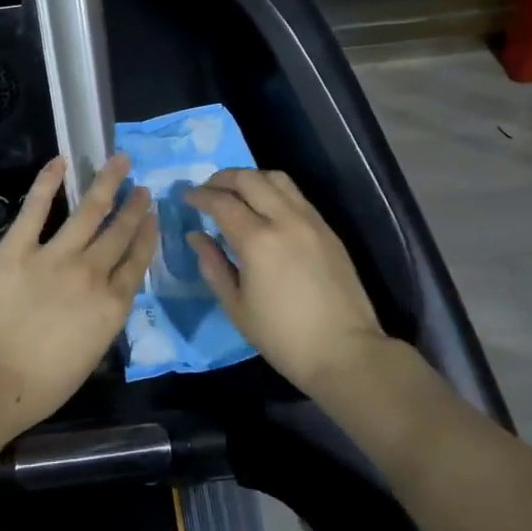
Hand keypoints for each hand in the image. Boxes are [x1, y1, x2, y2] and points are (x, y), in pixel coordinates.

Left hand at [0, 154, 157, 433]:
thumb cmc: (41, 386)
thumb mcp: (89, 357)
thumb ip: (101, 321)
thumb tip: (102, 300)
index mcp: (112, 306)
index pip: (137, 262)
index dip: (147, 236)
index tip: (152, 217)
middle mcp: (92, 273)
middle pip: (119, 232)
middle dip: (134, 207)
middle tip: (142, 187)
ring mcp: (56, 255)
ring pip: (90, 211)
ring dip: (107, 184)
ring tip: (119, 162)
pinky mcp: (19, 247)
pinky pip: (37, 207)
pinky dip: (49, 181)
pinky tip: (60, 161)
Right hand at [184, 168, 390, 396]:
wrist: (345, 352)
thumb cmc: (283, 337)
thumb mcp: (237, 307)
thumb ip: (213, 266)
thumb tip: (197, 236)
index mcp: (258, 240)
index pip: (222, 202)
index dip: (199, 196)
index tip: (186, 197)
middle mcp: (285, 220)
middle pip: (249, 179)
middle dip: (222, 178)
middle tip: (207, 190)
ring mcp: (311, 221)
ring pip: (276, 178)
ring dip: (250, 179)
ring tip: (236, 193)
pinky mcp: (327, 229)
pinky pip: (296, 195)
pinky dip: (273, 191)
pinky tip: (265, 208)